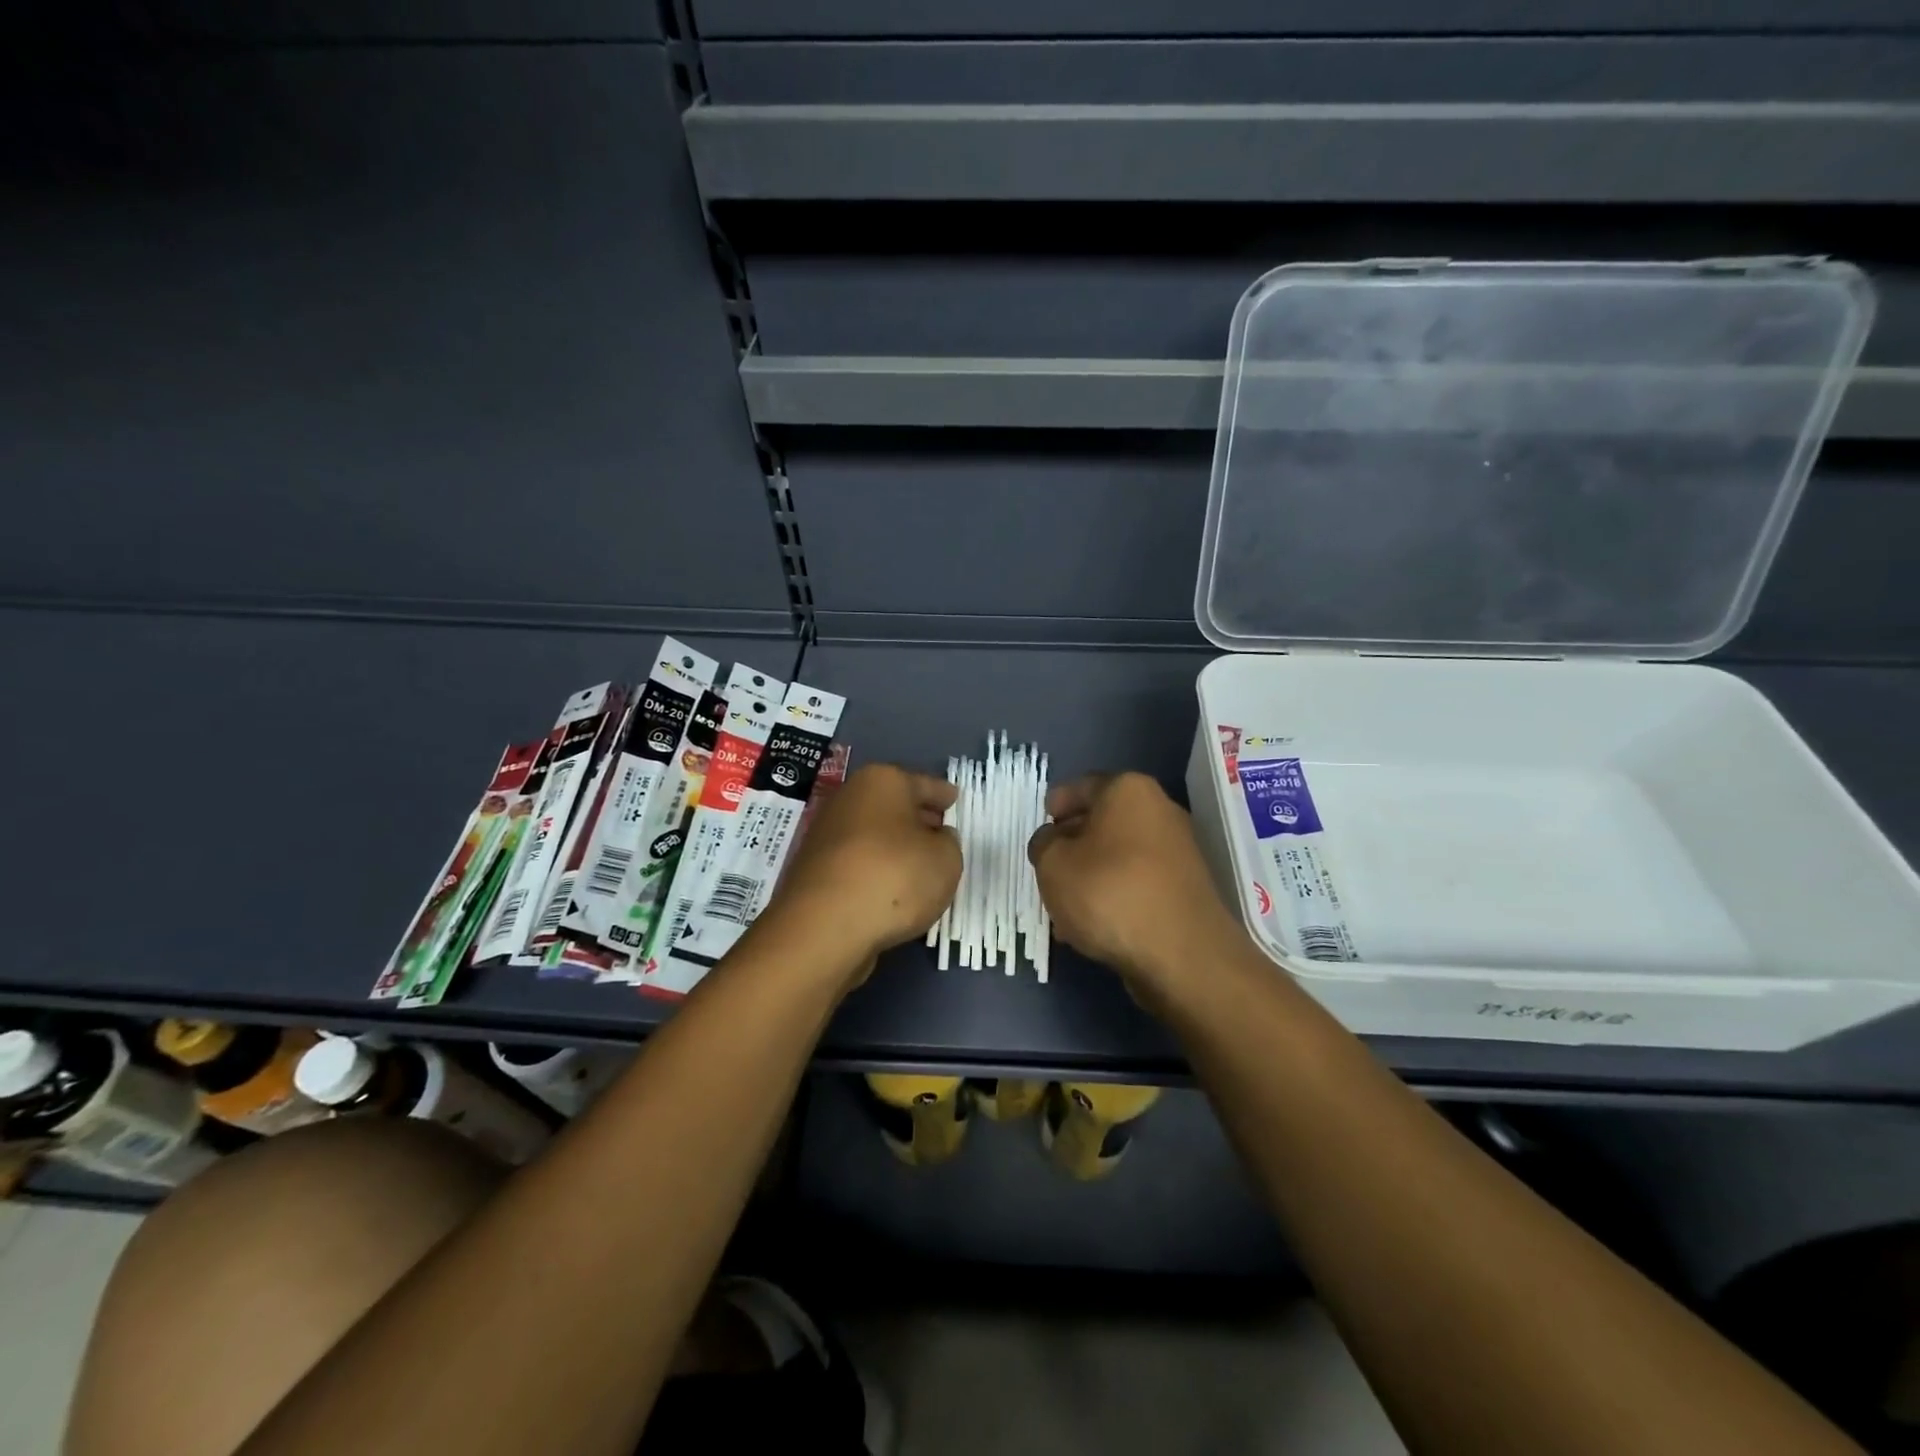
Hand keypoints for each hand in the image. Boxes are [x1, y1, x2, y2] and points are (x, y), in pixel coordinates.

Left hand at [764, 763, 960, 974]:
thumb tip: (934, 839)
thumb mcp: (946, 859)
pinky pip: (858, 862)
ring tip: (920, 867)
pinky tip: (891, 890)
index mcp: (883, 781)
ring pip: (874, 835)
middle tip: (941, 833)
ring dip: (894, 847)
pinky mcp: (814, 869)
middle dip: (918, 819)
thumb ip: (948, 844)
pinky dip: (875, 870)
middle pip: (894, 806)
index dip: (943, 794)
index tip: (955, 798)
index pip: (924, 785)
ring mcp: (826, 834)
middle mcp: (850, 798)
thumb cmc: (894, 876)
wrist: (823, 926)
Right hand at [1028, 773, 1243, 1000]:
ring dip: (1092, 873)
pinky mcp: (1186, 888)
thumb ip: (1044, 844)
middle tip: (1048, 867)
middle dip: (1073, 843)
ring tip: (1065, 906)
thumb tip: (1054, 841)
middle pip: (1103, 820)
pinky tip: (1094, 924)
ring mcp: (1178, 851)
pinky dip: (1115, 895)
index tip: (1041, 825)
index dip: (1055, 804)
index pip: (1081, 786)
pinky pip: (1138, 882)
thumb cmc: (1109, 893)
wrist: (1182, 954)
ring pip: (1119, 854)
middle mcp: (1159, 810)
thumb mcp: (1053, 864)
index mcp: (1128, 790)